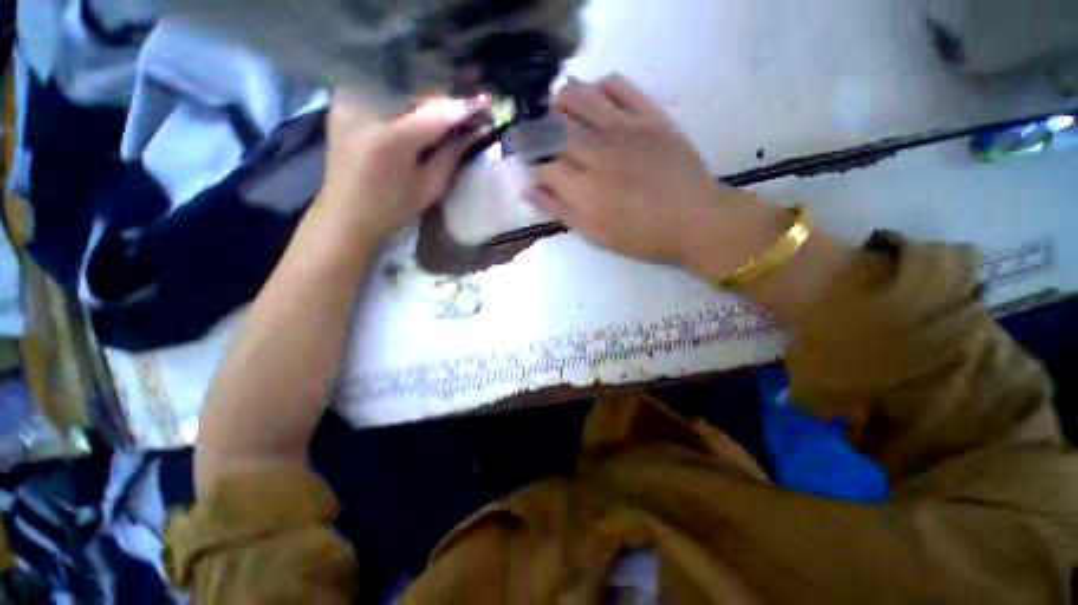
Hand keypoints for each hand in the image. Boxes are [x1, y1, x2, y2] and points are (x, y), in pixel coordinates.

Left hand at [316, 91, 490, 245]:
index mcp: (390, 139)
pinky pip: (382, 91)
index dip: (462, 109)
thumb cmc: (393, 208)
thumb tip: (475, 129)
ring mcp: (349, 101)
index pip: (436, 114)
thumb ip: (453, 154)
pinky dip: (404, 100)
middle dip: (443, 103)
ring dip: (425, 100)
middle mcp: (365, 109)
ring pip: (400, 89)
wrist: (346, 214)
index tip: (484, 106)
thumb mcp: (430, 187)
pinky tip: (416, 113)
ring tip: (445, 115)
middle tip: (465, 112)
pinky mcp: (342, 101)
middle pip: (416, 94)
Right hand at [526, 75, 786, 274]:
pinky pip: (618, 86)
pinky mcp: (649, 116)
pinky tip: (597, 100)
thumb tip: (527, 192)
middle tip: (542, 139)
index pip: (542, 166)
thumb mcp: (596, 234)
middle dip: (539, 132)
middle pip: (553, 128)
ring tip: (560, 112)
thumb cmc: (642, 236)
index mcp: (583, 188)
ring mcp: (623, 129)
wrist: (695, 219)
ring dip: (561, 101)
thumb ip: (561, 210)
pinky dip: (600, 87)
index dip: (533, 167)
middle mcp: (596, 152)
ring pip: (578, 97)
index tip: (536, 171)